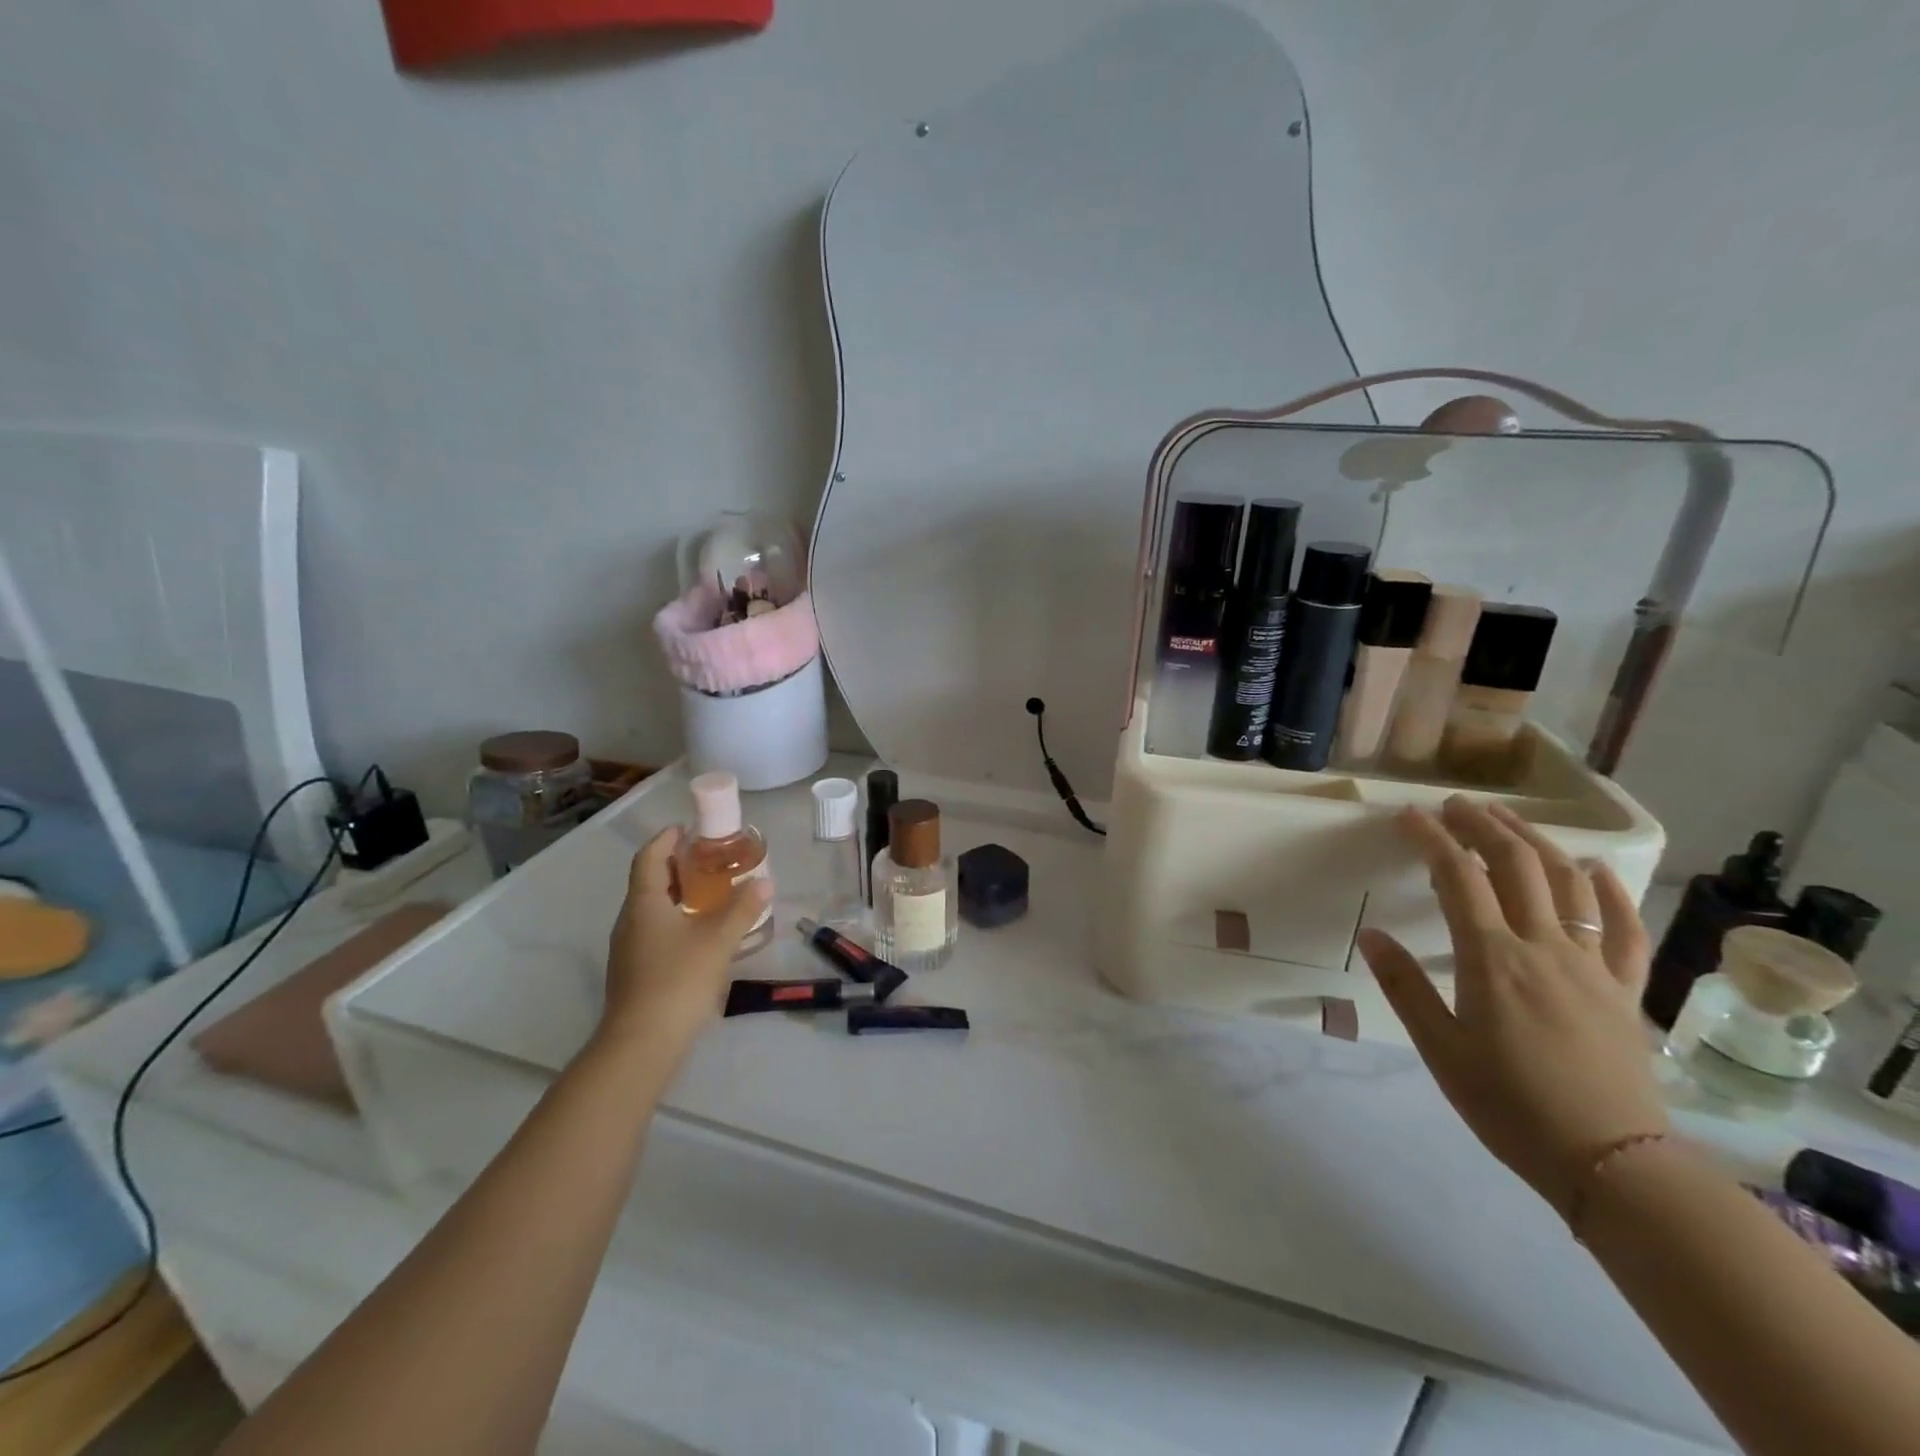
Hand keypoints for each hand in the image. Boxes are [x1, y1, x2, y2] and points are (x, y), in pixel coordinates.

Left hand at [599, 827, 772, 1053]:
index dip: (666, 839)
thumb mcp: (718, 940)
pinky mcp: (634, 971)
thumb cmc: (677, 980)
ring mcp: (628, 948)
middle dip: (676, 865)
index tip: (689, 828)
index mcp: (644, 903)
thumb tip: (765, 882)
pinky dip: (674, 918)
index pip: (649, 857)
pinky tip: (699, 933)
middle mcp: (630, 920)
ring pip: (651, 907)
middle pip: (649, 880)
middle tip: (709, 858)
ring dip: (676, 893)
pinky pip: (653, 930)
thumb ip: (742, 909)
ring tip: (710, 892)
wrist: (641, 1044)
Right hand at [1356, 797, 1668, 1221]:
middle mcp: (1546, 948)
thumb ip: (1404, 986)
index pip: (1458, 879)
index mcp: (1493, 960)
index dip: (1432, 839)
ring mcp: (1593, 965)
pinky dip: (1610, 891)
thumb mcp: (1440, 1050)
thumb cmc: (1510, 1106)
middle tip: (1455, 805)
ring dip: (1536, 842)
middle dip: (1483, 826)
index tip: (1408, 815)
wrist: (1611, 1163)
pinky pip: (1626, 929)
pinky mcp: (1625, 988)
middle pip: (1517, 865)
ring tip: (1508, 822)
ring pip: (1570, 883)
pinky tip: (1593, 870)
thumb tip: (1370, 934)